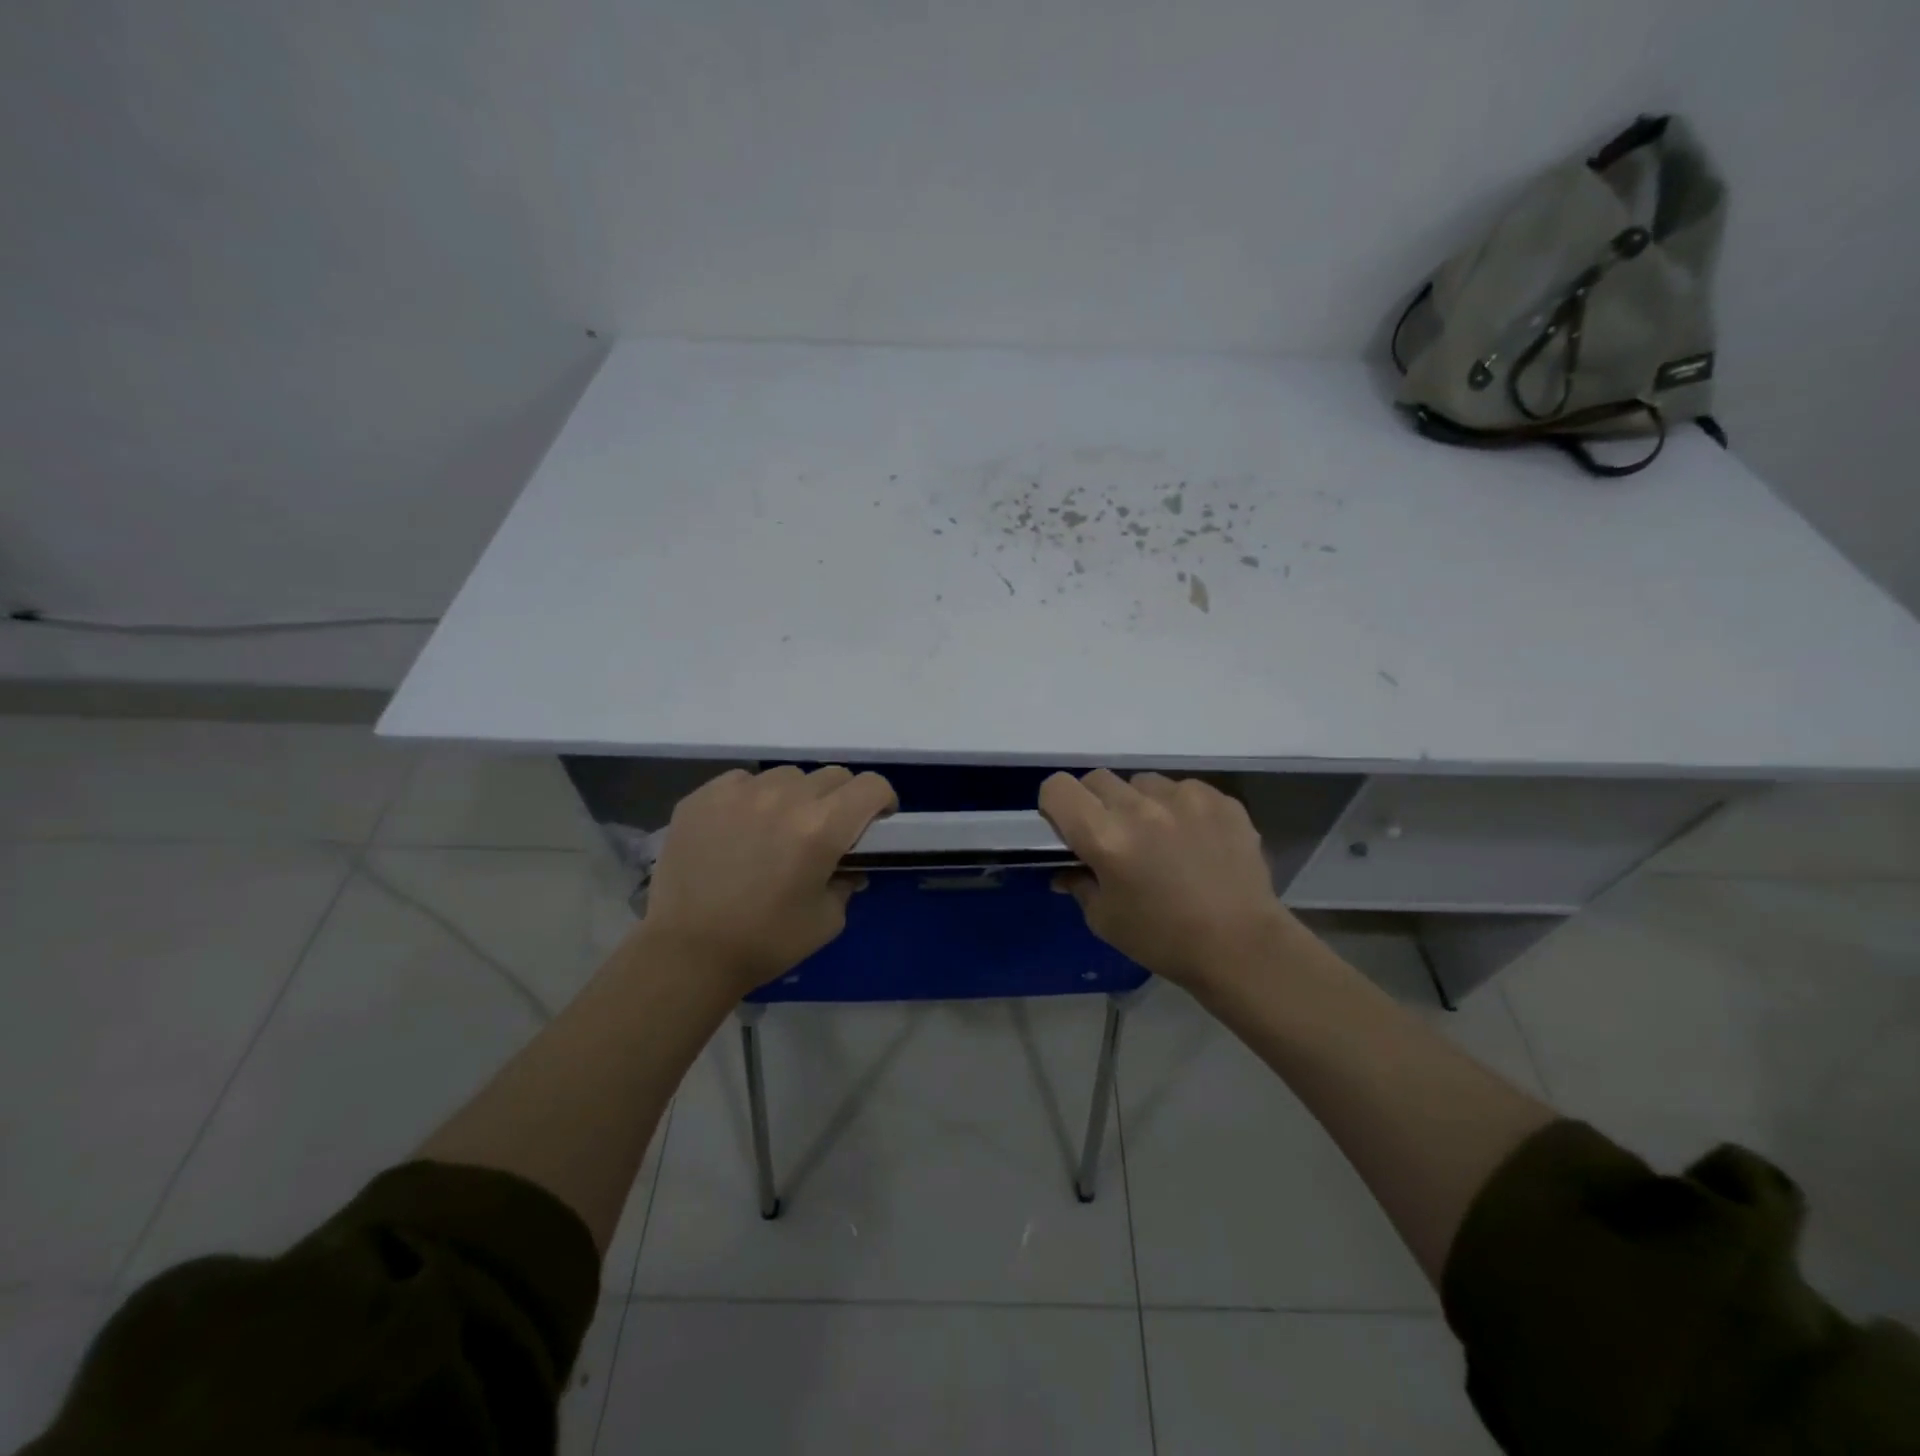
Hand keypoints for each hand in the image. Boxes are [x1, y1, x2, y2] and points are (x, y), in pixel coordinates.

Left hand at [641, 766, 896, 994]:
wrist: (687, 953)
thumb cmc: (766, 941)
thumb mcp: (827, 920)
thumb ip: (847, 882)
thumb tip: (848, 867)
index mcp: (822, 827)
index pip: (871, 785)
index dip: (882, 800)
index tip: (876, 820)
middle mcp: (785, 797)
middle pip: (832, 775)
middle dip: (841, 799)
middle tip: (827, 831)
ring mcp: (740, 792)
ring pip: (787, 776)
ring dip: (796, 796)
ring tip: (779, 828)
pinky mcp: (704, 796)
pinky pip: (744, 781)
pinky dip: (753, 798)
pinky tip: (740, 829)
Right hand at [1039, 770, 1296, 990]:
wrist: (1242, 947)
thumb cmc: (1164, 939)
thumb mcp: (1105, 920)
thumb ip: (1079, 883)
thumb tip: (1065, 869)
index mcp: (1105, 837)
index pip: (1058, 788)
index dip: (1055, 805)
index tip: (1068, 828)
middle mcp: (1141, 807)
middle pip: (1097, 779)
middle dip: (1095, 803)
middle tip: (1113, 836)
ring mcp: (1184, 798)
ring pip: (1143, 782)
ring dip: (1139, 803)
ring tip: (1159, 837)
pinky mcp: (1220, 799)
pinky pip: (1184, 789)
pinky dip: (1179, 809)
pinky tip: (1194, 841)